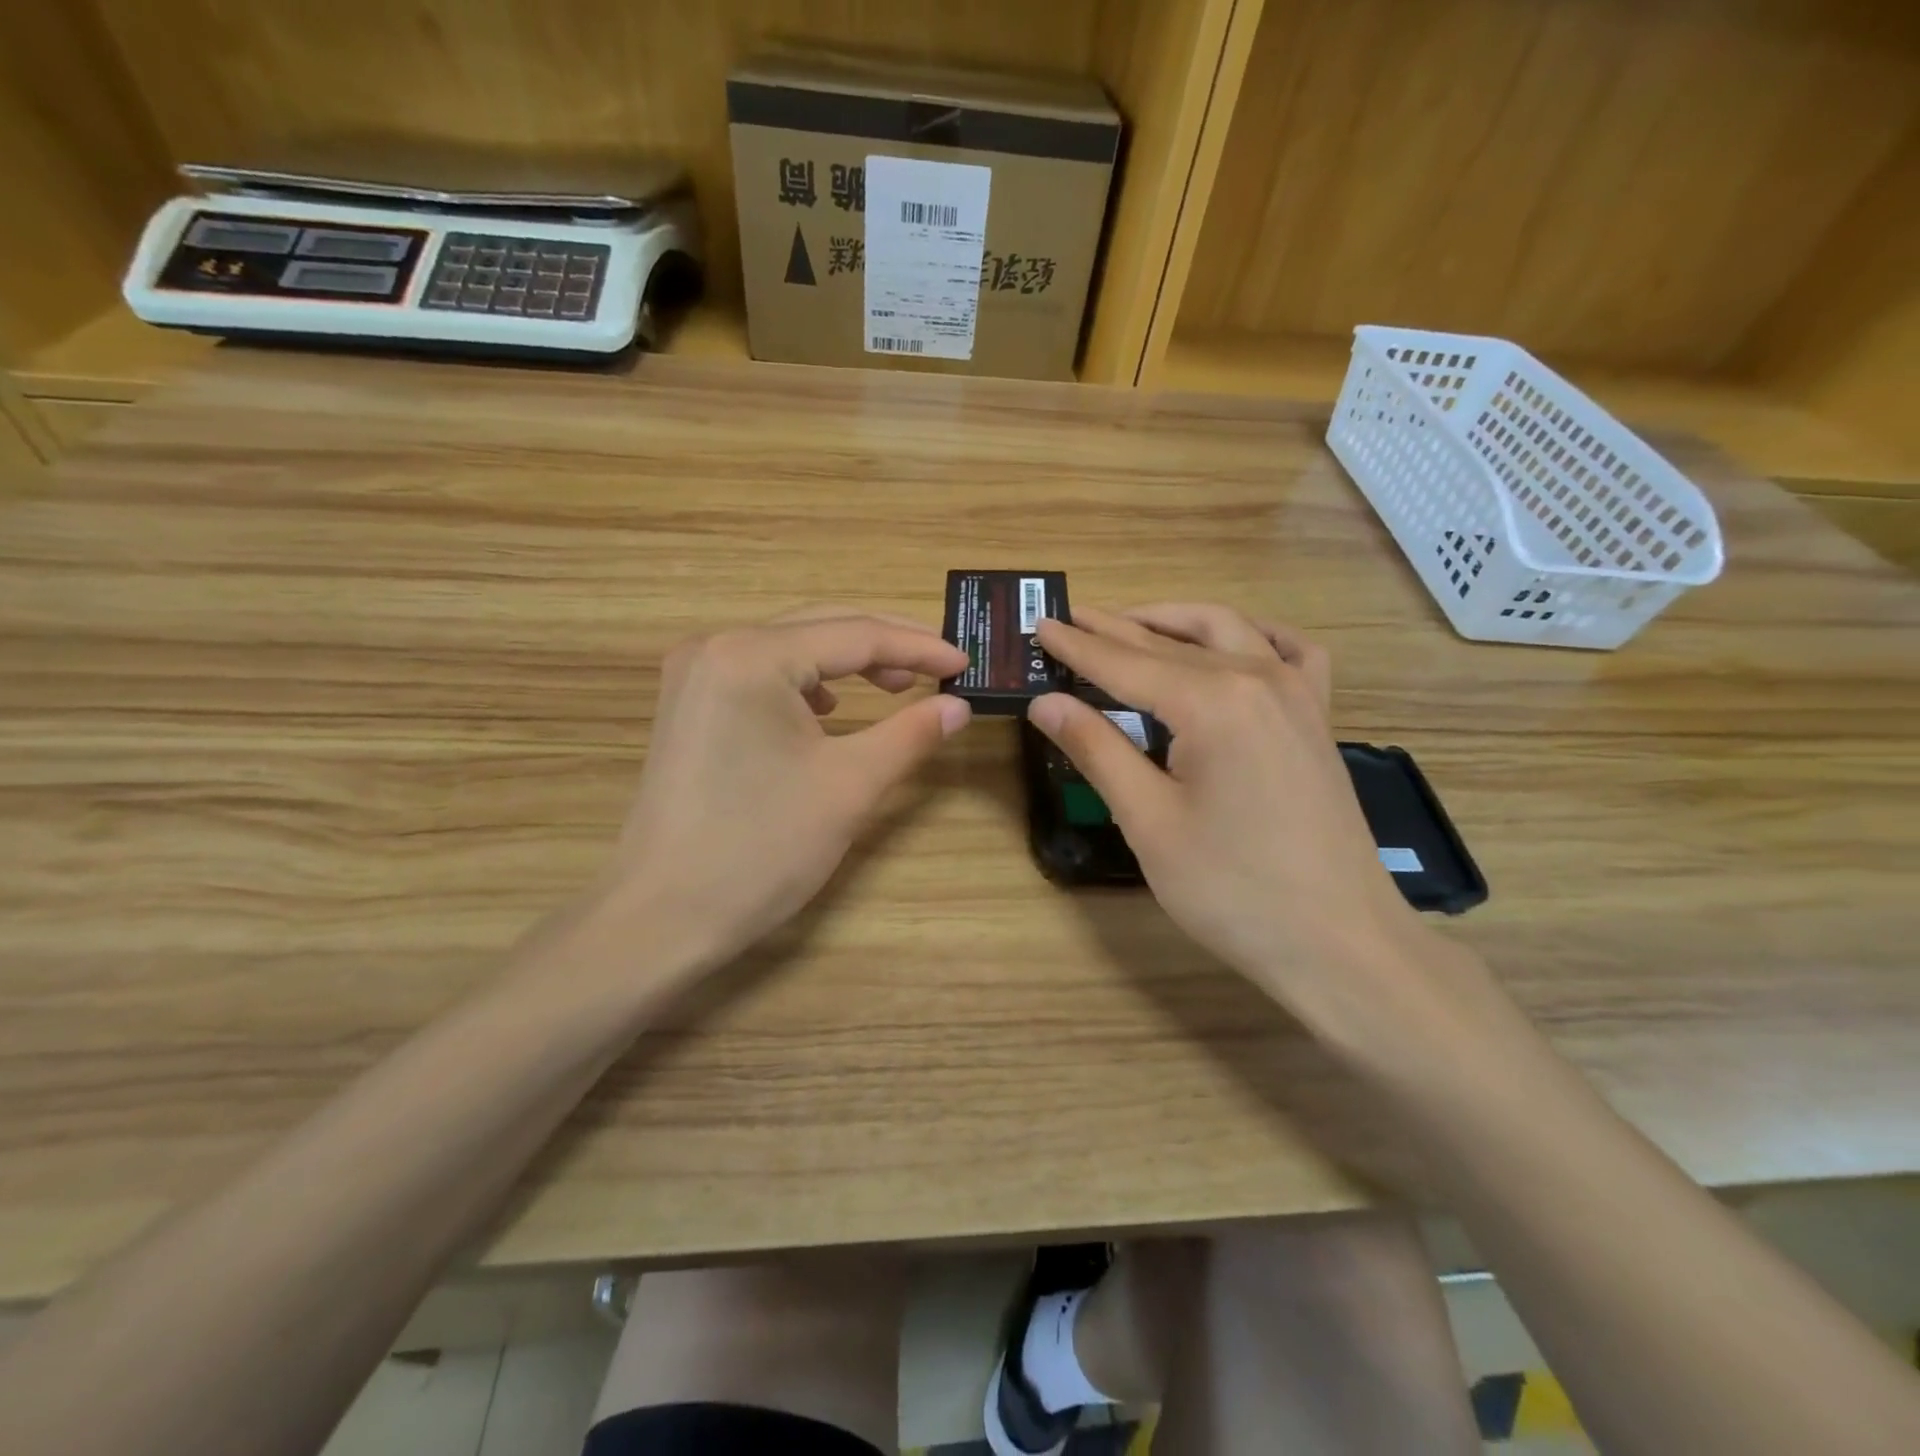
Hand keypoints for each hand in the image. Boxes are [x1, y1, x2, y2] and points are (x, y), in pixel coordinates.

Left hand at [584, 607, 970, 983]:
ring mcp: (694, 675)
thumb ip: (911, 733)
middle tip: (941, 669)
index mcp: (753, 655)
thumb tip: (960, 706)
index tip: (966, 664)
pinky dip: (807, 683)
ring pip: (792, 650)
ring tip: (894, 688)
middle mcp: (716, 647)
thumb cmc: (762, 848)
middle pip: (821, 629)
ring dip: (847, 663)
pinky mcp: (688, 707)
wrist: (662, 917)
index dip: (919, 648)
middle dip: (886, 647)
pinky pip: (762, 675)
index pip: (856, 635)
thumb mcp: (850, 785)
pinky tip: (829, 711)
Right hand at [1029, 604, 1447, 1044]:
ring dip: (1175, 622)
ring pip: (1228, 632)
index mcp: (1212, 702)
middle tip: (1071, 619)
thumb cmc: (1232, 889)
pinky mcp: (1318, 718)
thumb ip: (1097, 750)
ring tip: (1131, 624)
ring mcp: (1298, 694)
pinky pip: (1290, 652)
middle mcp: (1259, 678)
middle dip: (1116, 629)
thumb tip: (1045, 702)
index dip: (1078, 647)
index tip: (1040, 626)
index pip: (1126, 664)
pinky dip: (1252, 636)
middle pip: (1171, 643)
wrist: (1339, 942)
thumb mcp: (1148, 821)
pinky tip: (1233, 644)